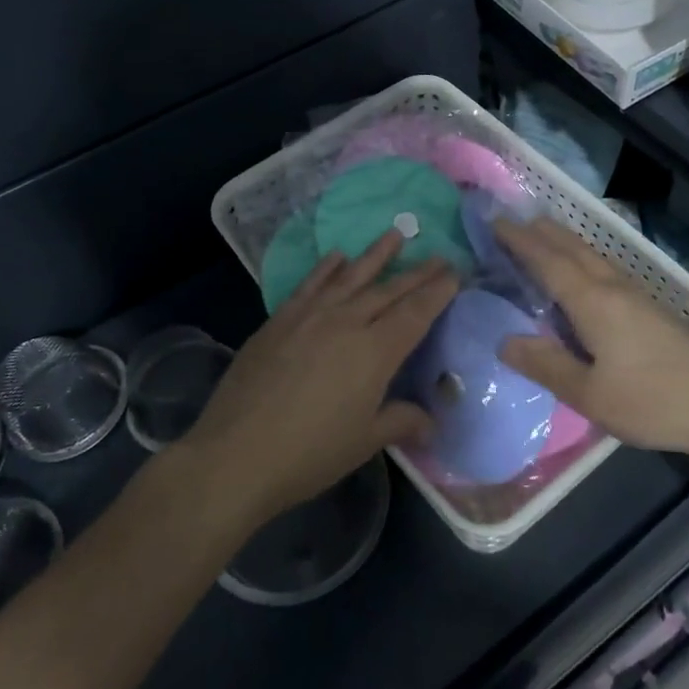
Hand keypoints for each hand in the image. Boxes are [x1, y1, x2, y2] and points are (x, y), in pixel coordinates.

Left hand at [181, 229, 456, 519]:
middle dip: (417, 272)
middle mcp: (346, 323)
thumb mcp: (364, 441)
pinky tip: (337, 256)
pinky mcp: (279, 320)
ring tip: (396, 234)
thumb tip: (431, 424)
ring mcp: (310, 316)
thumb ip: (401, 422)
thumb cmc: (309, 453)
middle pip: (388, 290)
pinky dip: (327, 267)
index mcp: (375, 352)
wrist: (235, 454)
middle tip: (439, 254)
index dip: (437, 292)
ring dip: (376, 255)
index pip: (415, 313)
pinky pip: (310, 284)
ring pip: (351, 277)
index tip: (454, 272)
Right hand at [494, 217, 688, 466]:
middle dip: (540, 232)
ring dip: (561, 241)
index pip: (547, 261)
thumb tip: (503, 340)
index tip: (494, 223)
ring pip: (590, 254)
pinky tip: (582, 273)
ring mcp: (635, 294)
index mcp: (593, 301)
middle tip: (511, 222)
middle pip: (571, 248)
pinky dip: (580, 258)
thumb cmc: (655, 401)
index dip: (519, 241)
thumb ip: (546, 365)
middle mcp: (612, 287)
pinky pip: (603, 268)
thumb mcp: (590, 394)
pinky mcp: (649, 307)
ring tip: (540, 236)